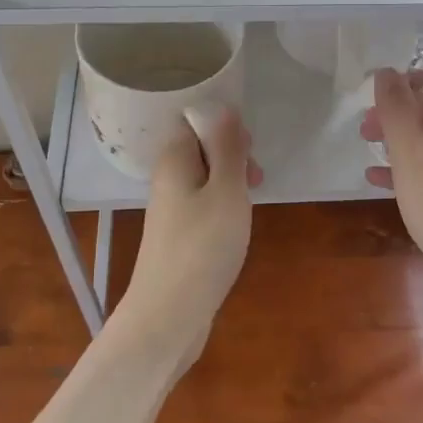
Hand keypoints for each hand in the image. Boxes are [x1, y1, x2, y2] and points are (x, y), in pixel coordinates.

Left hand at [116, 107, 262, 372]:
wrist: (169, 315)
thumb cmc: (203, 247)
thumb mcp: (226, 190)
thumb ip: (227, 148)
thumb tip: (223, 107)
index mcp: (174, 159)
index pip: (194, 119)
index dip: (224, 125)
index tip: (249, 148)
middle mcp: (167, 178)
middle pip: (200, 147)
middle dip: (232, 154)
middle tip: (255, 177)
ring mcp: (170, 208)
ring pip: (205, 177)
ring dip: (231, 181)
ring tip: (251, 200)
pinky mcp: (178, 234)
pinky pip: (203, 203)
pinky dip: (223, 206)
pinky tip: (237, 224)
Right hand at [361, 68, 422, 325]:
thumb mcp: (412, 157)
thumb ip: (397, 112)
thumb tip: (386, 72)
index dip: (412, 79)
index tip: (379, 96)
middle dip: (399, 112)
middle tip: (365, 127)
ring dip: (399, 140)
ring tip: (366, 148)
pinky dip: (408, 168)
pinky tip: (377, 181)